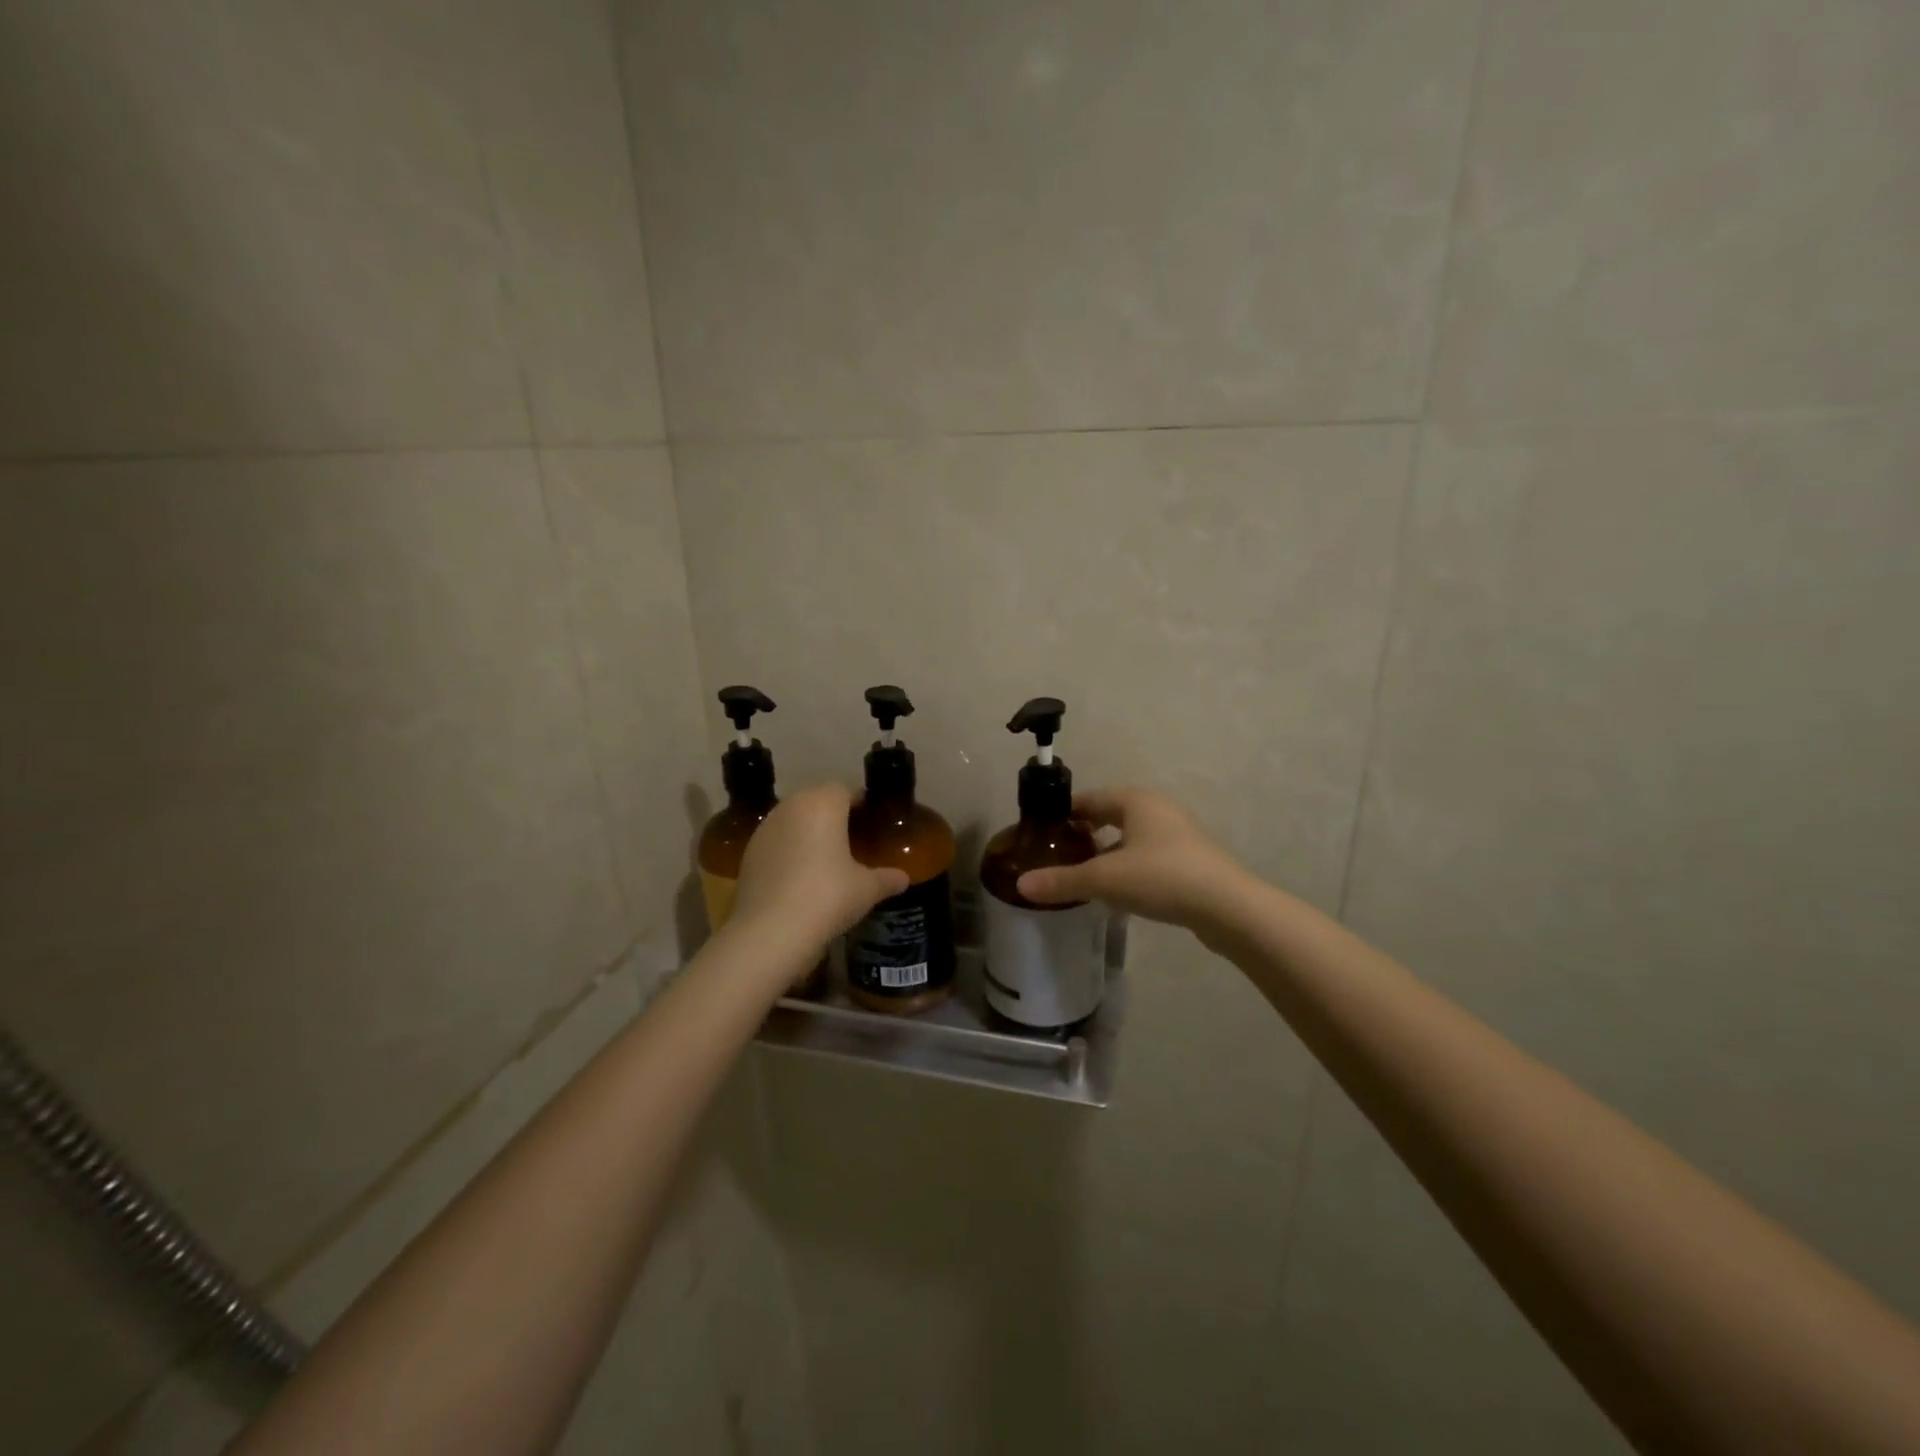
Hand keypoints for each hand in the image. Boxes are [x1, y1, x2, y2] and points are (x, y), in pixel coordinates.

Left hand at [730, 783, 908, 950]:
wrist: (769, 933)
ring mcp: (765, 829)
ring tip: (827, 856)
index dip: (861, 801)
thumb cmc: (827, 897)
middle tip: (854, 836)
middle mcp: (792, 807)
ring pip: (794, 818)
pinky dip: (790, 848)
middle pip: (817, 799)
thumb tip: (903, 878)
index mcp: (823, 804)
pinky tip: (801, 874)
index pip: (846, 789)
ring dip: (810, 829)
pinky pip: (777, 840)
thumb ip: (887, 878)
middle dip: (835, 813)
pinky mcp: (749, 853)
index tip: (873, 818)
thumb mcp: (866, 889)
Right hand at [1016, 787, 1254, 934]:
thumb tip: (1020, 886)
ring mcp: (1177, 834)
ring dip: (1107, 852)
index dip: (1063, 813)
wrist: (1227, 907)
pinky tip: (1118, 892)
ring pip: (1130, 837)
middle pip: (1110, 815)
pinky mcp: (1189, 860)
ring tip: (1083, 875)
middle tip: (1058, 854)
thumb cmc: (1161, 877)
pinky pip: (1147, 856)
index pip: (1089, 798)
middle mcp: (1157, 809)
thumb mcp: (1105, 879)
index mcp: (1135, 800)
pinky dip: (1128, 867)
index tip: (1040, 832)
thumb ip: (1062, 881)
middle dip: (1084, 832)